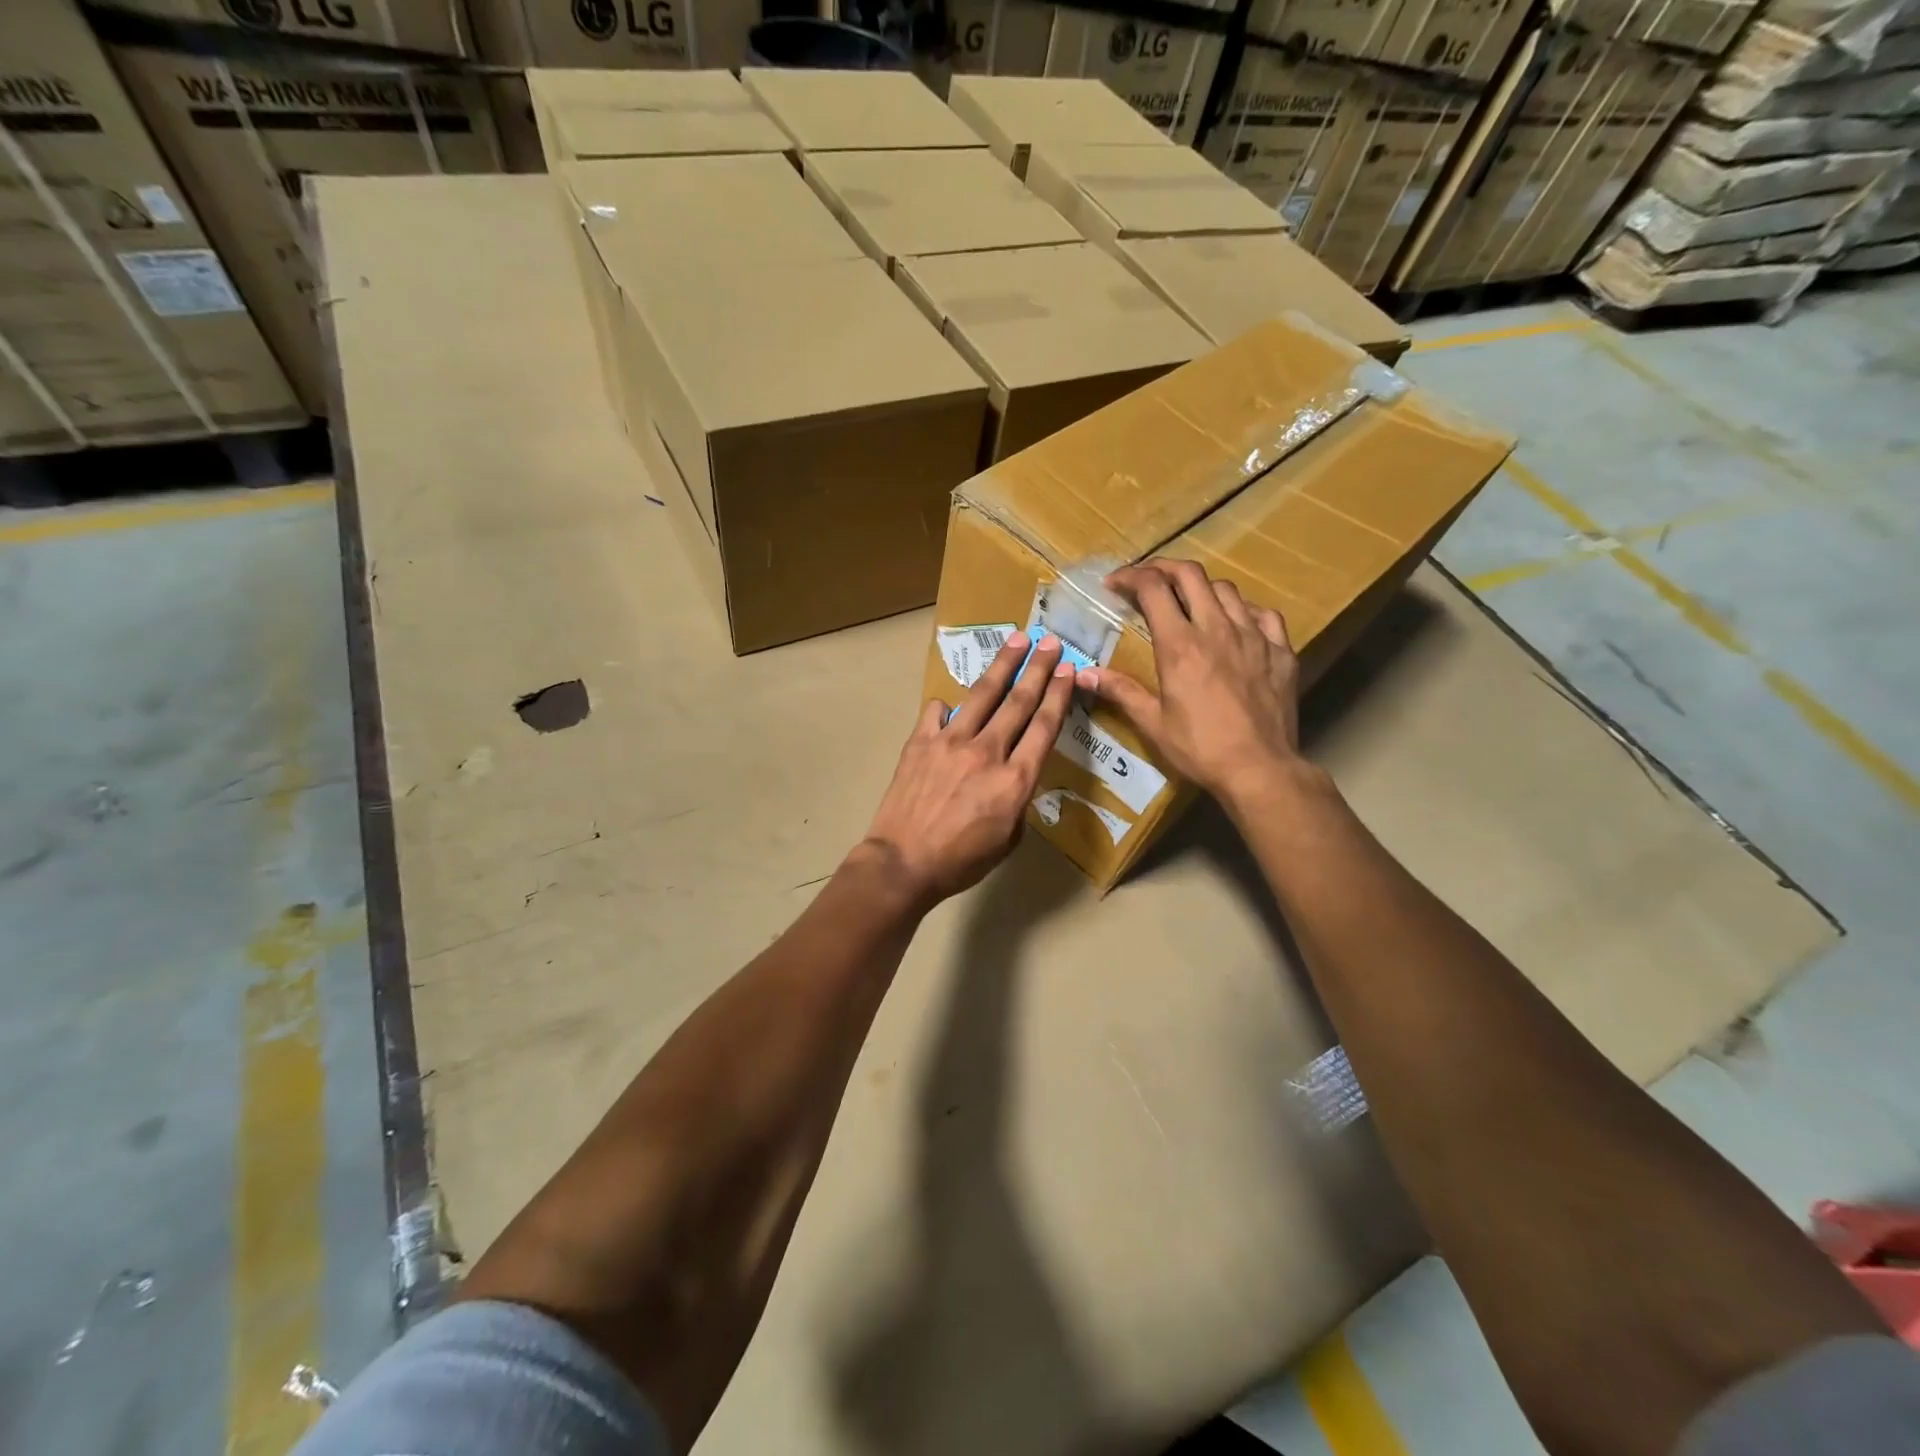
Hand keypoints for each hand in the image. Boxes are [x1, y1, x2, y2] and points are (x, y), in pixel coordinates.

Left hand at [863, 632, 1073, 907]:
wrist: (903, 862)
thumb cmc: (960, 861)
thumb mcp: (1007, 839)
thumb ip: (1016, 800)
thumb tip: (1011, 775)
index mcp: (1014, 780)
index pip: (1043, 727)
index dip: (1058, 695)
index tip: (1068, 671)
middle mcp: (987, 752)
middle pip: (1018, 701)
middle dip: (1038, 668)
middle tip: (1051, 642)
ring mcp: (950, 742)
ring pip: (982, 695)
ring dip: (1003, 665)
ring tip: (1017, 640)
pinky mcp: (920, 742)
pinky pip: (937, 712)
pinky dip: (946, 707)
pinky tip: (949, 705)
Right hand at [1075, 558, 1303, 806]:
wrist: (1260, 768)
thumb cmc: (1200, 748)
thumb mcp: (1152, 723)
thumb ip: (1120, 691)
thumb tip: (1082, 673)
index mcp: (1180, 644)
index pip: (1153, 588)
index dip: (1130, 577)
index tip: (1114, 584)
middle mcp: (1217, 628)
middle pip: (1191, 574)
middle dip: (1163, 568)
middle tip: (1148, 581)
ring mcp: (1254, 635)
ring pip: (1227, 589)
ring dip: (1201, 588)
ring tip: (1190, 604)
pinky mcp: (1281, 650)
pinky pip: (1263, 614)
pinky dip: (1243, 611)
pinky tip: (1236, 626)